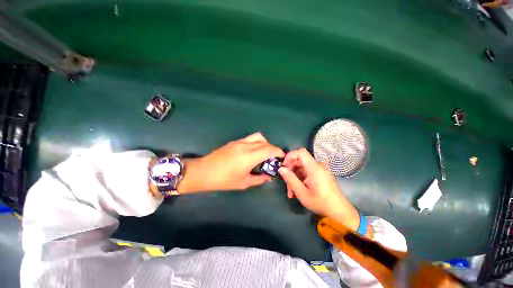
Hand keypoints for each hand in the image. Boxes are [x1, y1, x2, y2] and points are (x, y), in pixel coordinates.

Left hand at [178, 133, 284, 192]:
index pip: (269, 149)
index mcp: (249, 157)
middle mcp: (245, 146)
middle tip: (273, 158)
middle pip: (265, 142)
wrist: (203, 172)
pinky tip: (253, 152)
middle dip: (272, 148)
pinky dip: (256, 143)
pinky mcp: (234, 141)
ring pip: (257, 137)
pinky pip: (250, 138)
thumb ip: (259, 179)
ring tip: (263, 153)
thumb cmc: (223, 180)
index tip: (282, 156)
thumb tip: (269, 177)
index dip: (278, 151)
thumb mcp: (243, 182)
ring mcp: (239, 142)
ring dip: (264, 143)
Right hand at [278, 148, 359, 229]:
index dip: (290, 156)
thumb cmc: (321, 203)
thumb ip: (291, 179)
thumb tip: (281, 169)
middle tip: (286, 183)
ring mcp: (320, 170)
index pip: (301, 152)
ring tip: (291, 192)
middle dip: (290, 171)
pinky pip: (306, 173)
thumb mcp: (302, 193)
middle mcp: (318, 166)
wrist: (339, 212)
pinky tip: (297, 191)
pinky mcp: (320, 175)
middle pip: (299, 161)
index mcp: (314, 168)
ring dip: (294, 178)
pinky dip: (300, 180)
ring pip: (301, 168)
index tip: (283, 166)